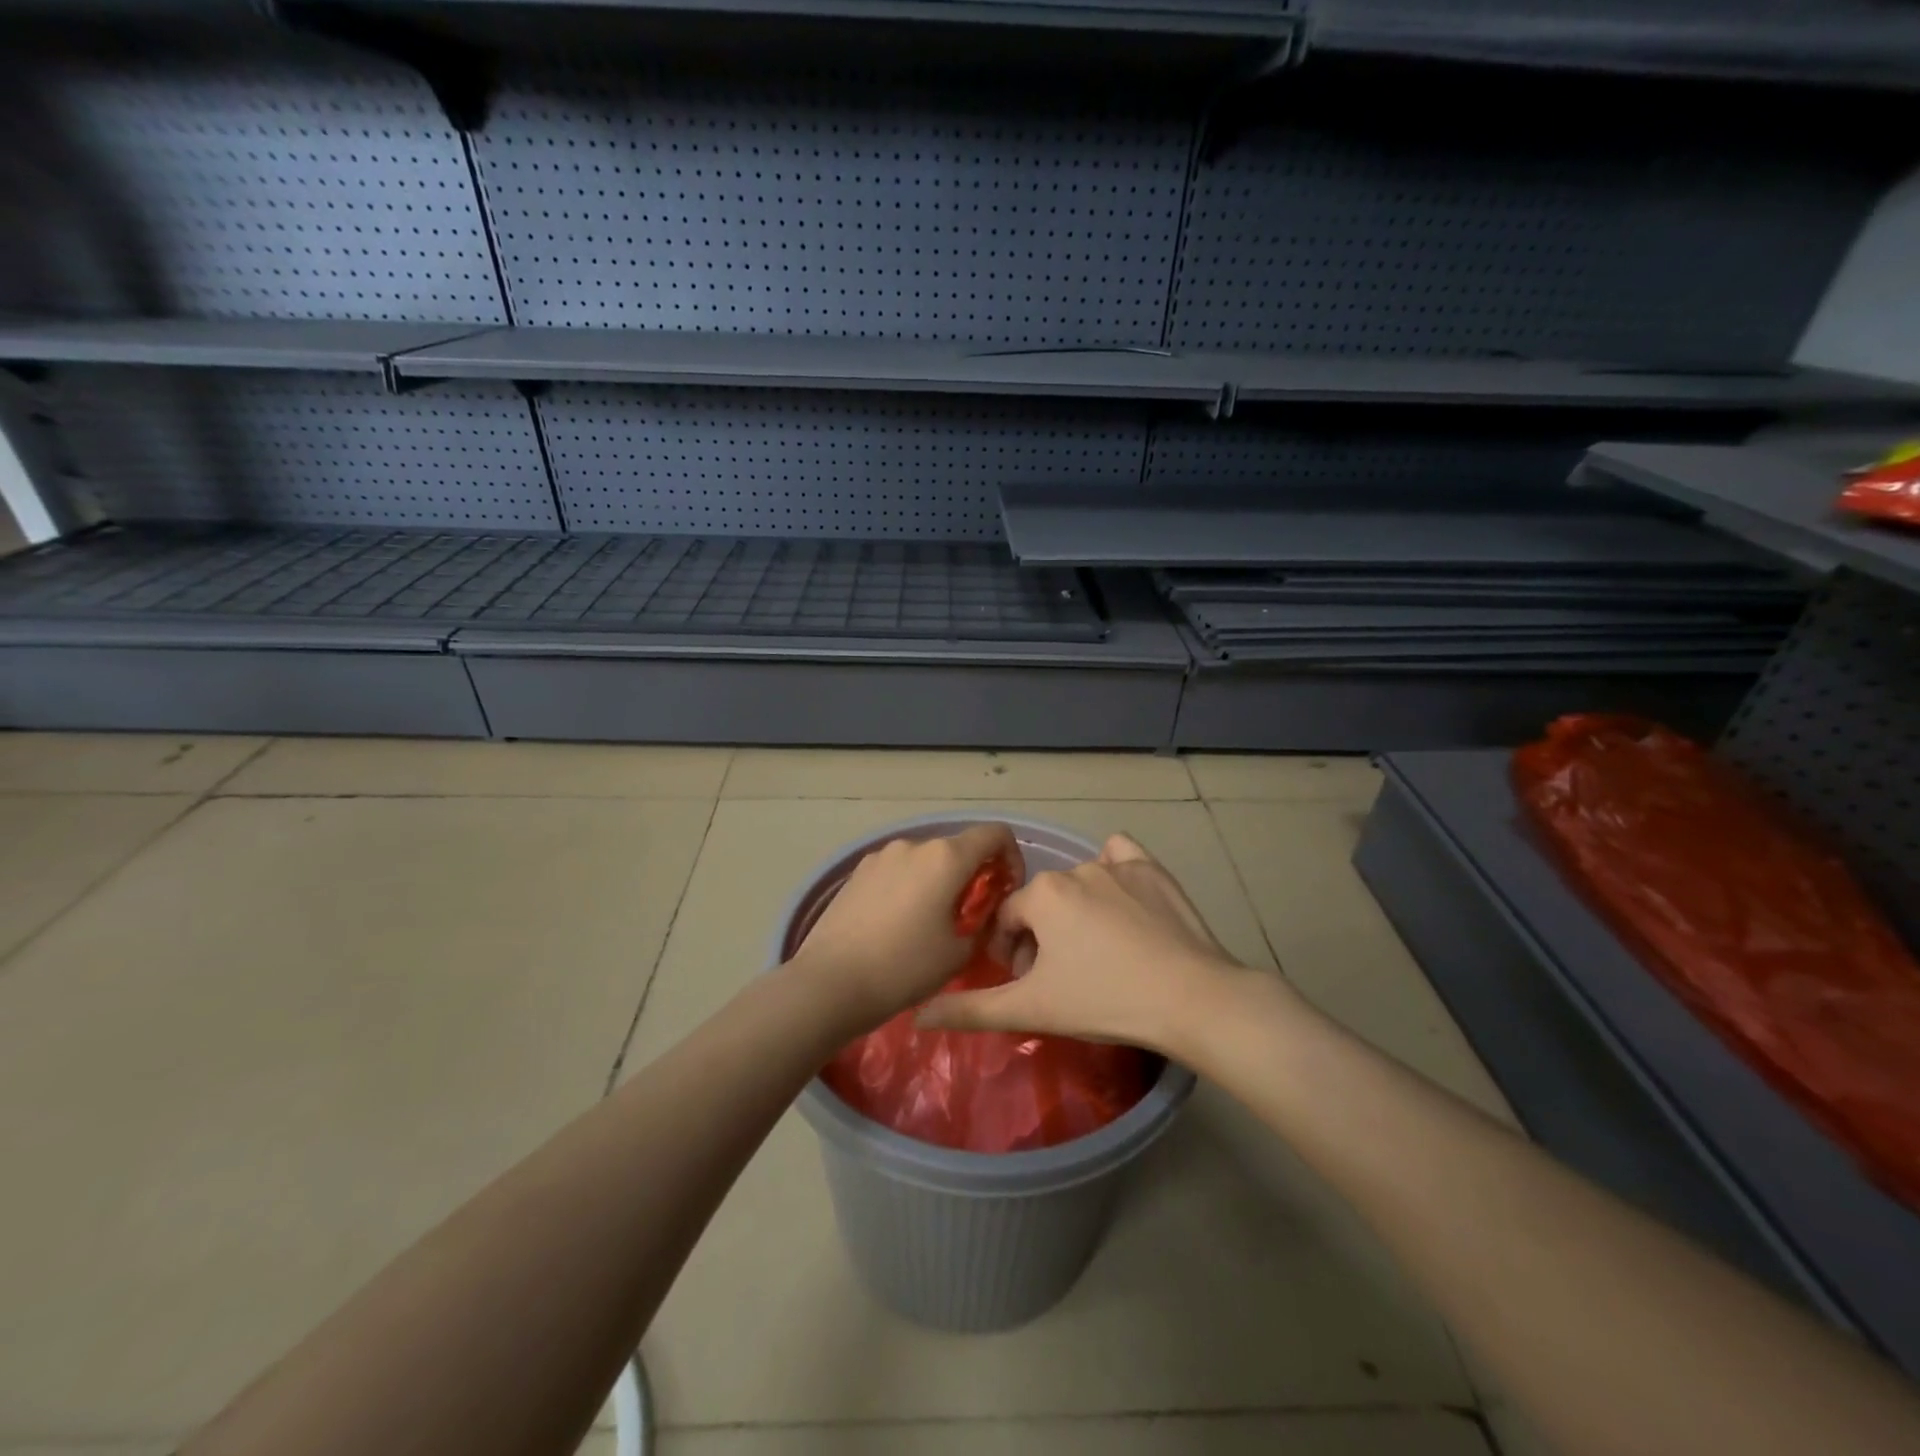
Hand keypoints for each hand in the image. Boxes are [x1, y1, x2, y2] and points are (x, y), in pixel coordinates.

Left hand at [794, 823, 1021, 1031]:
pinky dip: (909, 886)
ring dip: (938, 880)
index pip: (995, 834)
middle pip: (958, 847)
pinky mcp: (857, 871)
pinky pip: (897, 870)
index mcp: (946, 857)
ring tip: (930, 922)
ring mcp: (881, 855)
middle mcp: (914, 845)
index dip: (1011, 856)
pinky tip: (897, 923)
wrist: (830, 982)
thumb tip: (980, 914)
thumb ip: (981, 923)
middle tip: (971, 915)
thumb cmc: (904, 968)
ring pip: (925, 859)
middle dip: (973, 874)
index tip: (1007, 889)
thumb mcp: (958, 953)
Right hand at [915, 833, 1253, 1056]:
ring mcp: (1118, 865)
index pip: (1006, 919)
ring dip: (1075, 913)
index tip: (1024, 984)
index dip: (1009, 953)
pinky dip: (1114, 872)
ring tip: (1094, 953)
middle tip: (1059, 979)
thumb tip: (917, 1016)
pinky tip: (1121, 902)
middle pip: (1042, 903)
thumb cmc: (1104, 1001)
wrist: (1191, 1000)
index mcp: (1043, 894)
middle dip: (1041, 938)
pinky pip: (1121, 857)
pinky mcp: (1154, 871)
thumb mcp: (1031, 1010)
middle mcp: (1076, 868)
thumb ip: (971, 1009)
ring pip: (1079, 884)